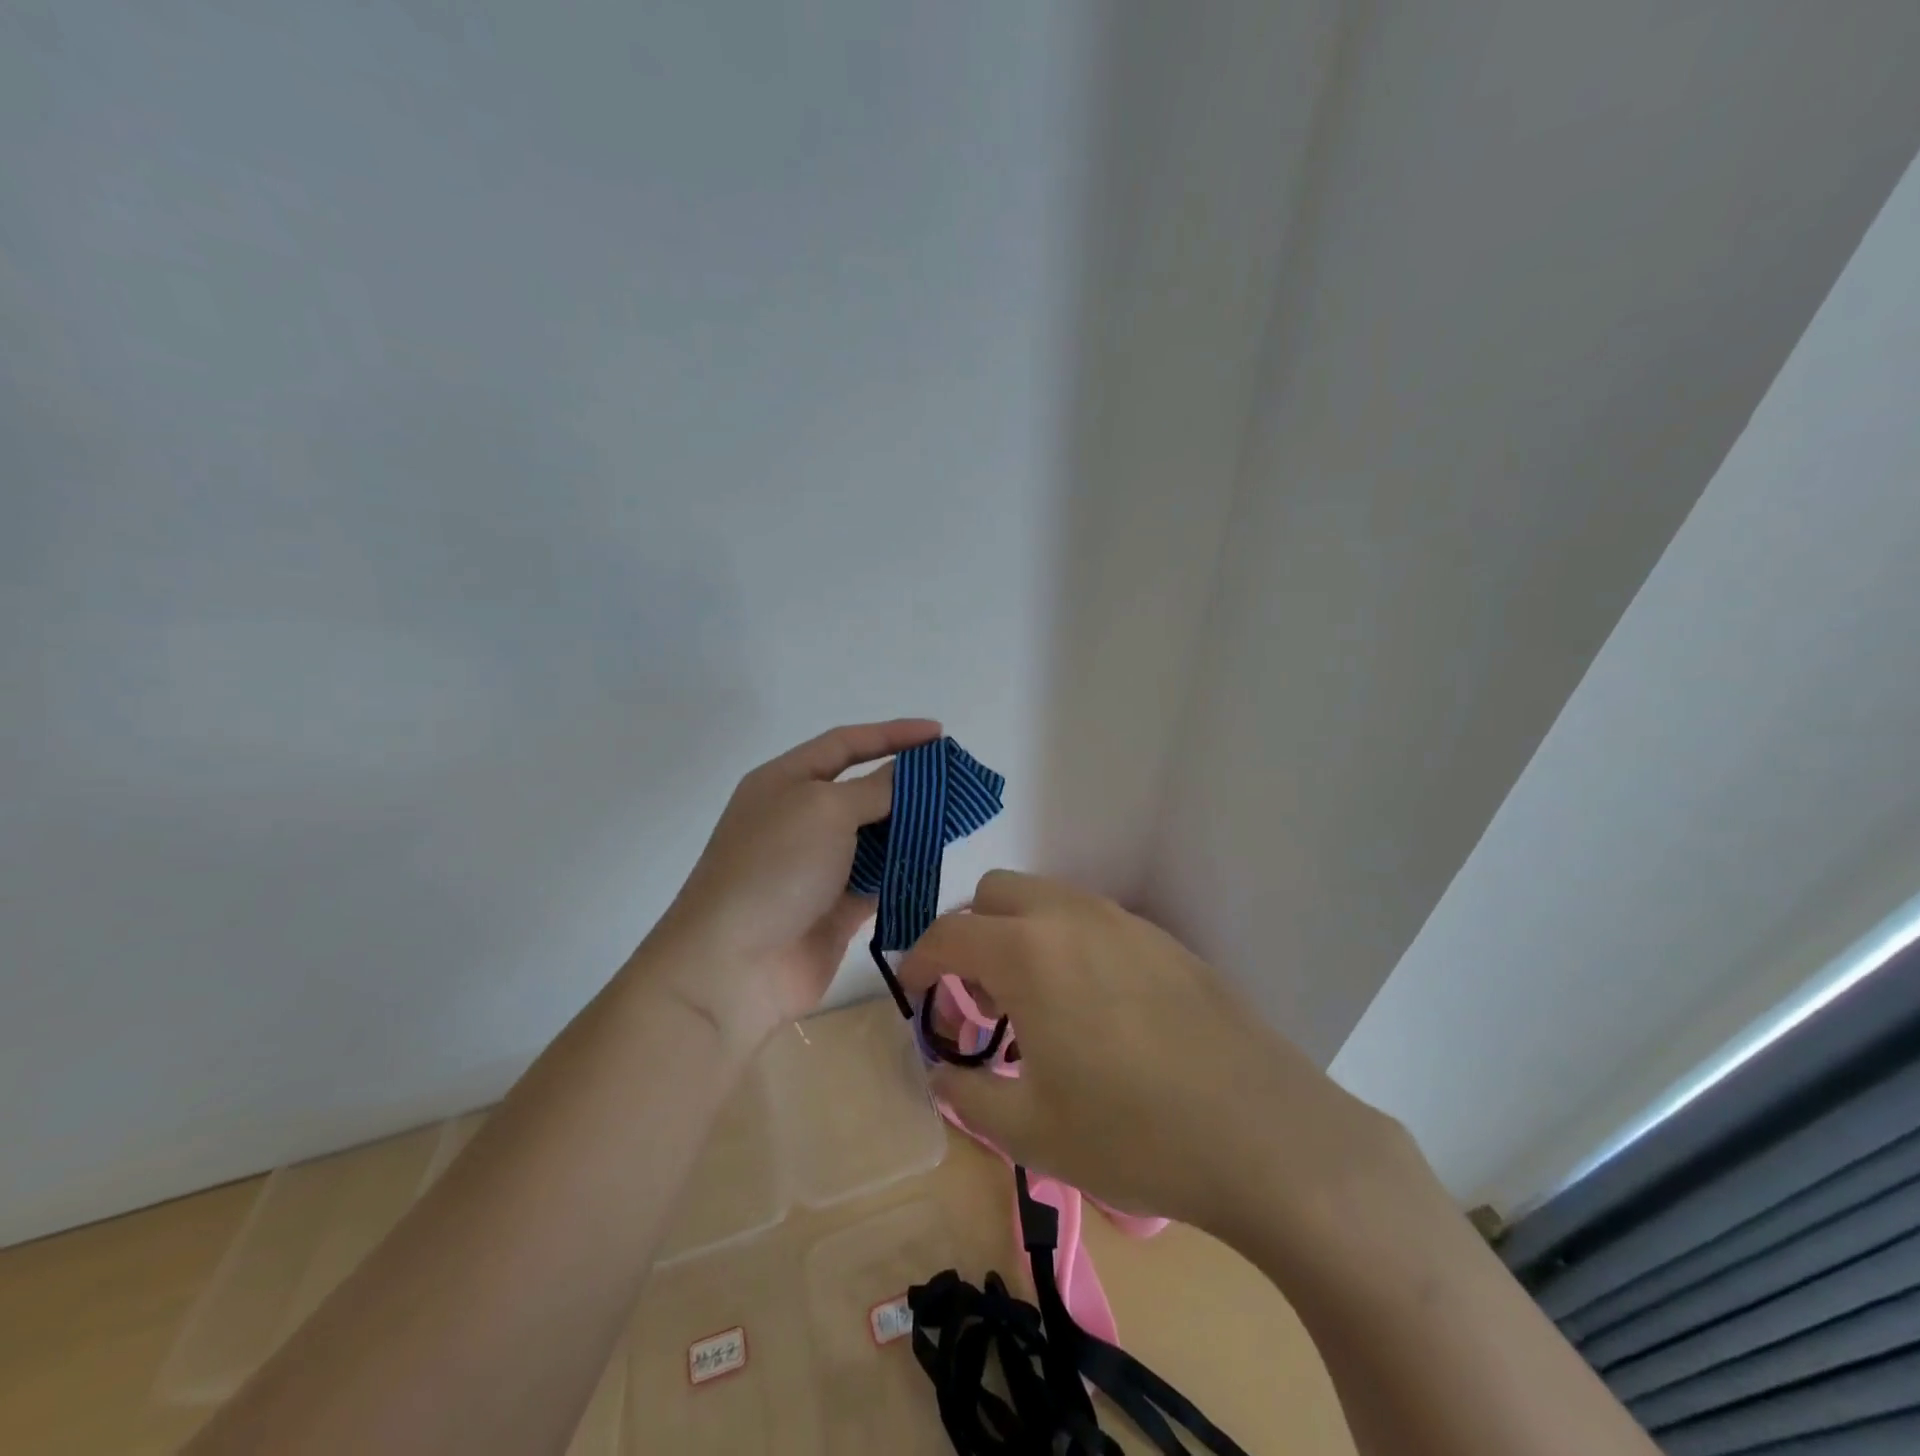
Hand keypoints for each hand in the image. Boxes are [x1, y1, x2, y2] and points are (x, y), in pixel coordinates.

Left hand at [644, 719, 940, 1050]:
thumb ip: (875, 788)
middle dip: (909, 784)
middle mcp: (801, 817)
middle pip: (864, 789)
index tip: (939, 734)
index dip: (892, 734)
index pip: (846, 744)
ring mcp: (818, 865)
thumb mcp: (825, 809)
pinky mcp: (836, 907)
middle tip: (957, 781)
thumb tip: (908, 773)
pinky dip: (905, 869)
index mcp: (786, 781)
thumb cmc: (775, 868)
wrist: (733, 966)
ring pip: (876, 835)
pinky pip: (880, 879)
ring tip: (958, 818)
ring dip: (912, 827)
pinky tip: (937, 860)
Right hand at [897, 871, 1413, 1240]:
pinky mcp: (1163, 938)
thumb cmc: (1134, 1135)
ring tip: (1034, 1000)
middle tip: (978, 996)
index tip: (914, 992)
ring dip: (1019, 932)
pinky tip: (1093, 1004)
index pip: (949, 933)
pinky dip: (1066, 940)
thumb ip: (966, 1094)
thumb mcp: (1029, 1131)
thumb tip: (942, 1071)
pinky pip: (1092, 918)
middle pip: (995, 892)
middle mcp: (1071, 916)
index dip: (918, 961)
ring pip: (1047, 897)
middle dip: (970, 934)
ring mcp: (1123, 921)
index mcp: (1028, 952)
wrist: (1265, 1135)